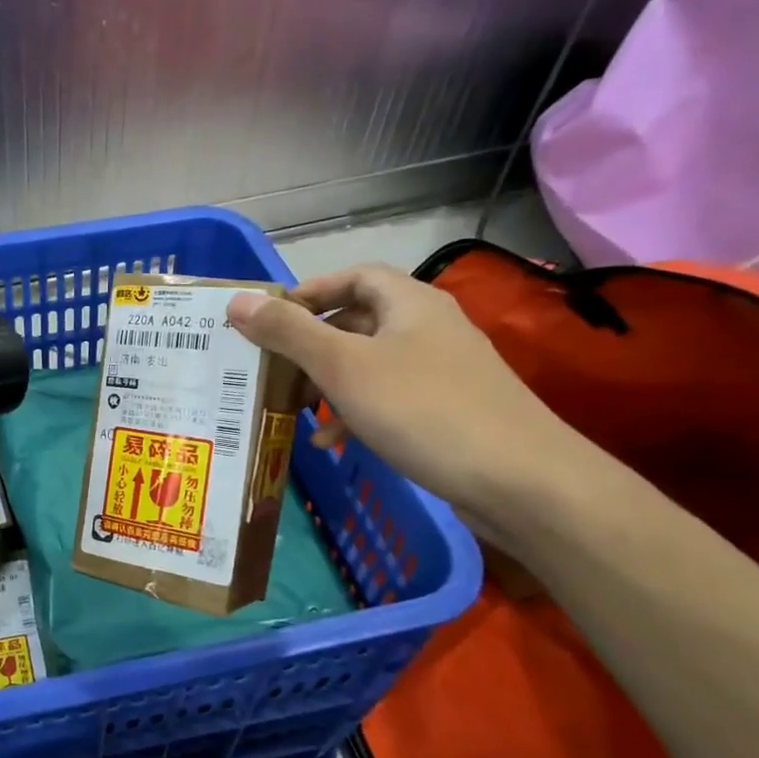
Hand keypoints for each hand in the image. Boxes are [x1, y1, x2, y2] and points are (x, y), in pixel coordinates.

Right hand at [228, 263, 582, 537]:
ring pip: (371, 364)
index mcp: (410, 303)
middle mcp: (430, 327)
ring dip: (330, 385)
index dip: (310, 292)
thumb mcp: (344, 367)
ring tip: (299, 415)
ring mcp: (444, 370)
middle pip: (358, 321)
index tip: (270, 320)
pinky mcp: (450, 409)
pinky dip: (357, 413)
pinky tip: (337, 443)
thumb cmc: (423, 410)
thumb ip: (289, 333)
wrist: (521, 481)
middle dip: (312, 346)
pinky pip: (390, 398)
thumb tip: (237, 301)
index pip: (353, 276)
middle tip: (276, 371)